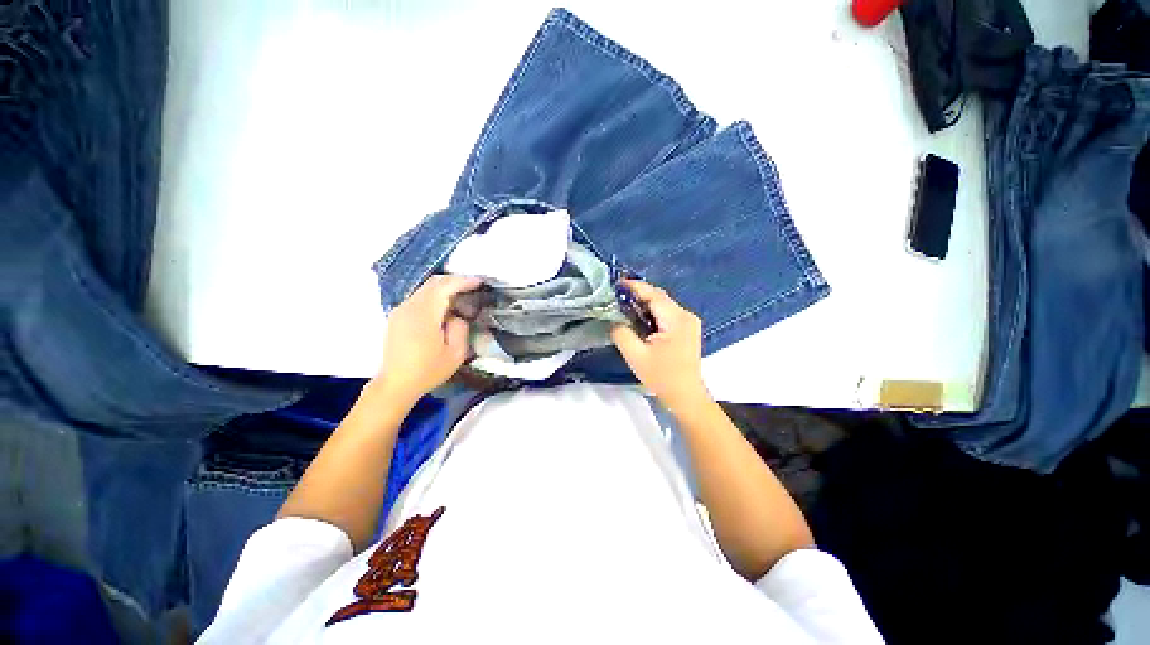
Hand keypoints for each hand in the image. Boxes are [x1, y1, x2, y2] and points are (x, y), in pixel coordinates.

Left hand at [376, 274, 481, 406]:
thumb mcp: (456, 354)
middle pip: (433, 283)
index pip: (445, 287)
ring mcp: (400, 310)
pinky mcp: (397, 316)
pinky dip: (435, 295)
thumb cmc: (428, 371)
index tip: (480, 281)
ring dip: (445, 287)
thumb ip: (461, 329)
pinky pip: (419, 297)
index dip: (464, 281)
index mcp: (424, 315)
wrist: (395, 384)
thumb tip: (457, 316)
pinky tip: (445, 305)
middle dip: (455, 280)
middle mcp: (409, 307)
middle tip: (473, 285)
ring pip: (425, 288)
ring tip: (462, 293)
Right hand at [610, 280, 709, 410]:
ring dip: (644, 304)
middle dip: (638, 295)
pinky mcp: (687, 328)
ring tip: (624, 306)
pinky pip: (667, 313)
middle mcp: (686, 315)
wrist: (685, 395)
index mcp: (676, 320)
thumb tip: (613, 318)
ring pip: (663, 304)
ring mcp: (689, 321)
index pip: (653, 295)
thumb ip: (621, 332)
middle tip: (616, 297)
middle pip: (659, 297)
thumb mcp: (635, 355)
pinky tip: (639, 318)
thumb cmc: (661, 377)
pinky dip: (652, 312)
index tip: (616, 284)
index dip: (634, 287)